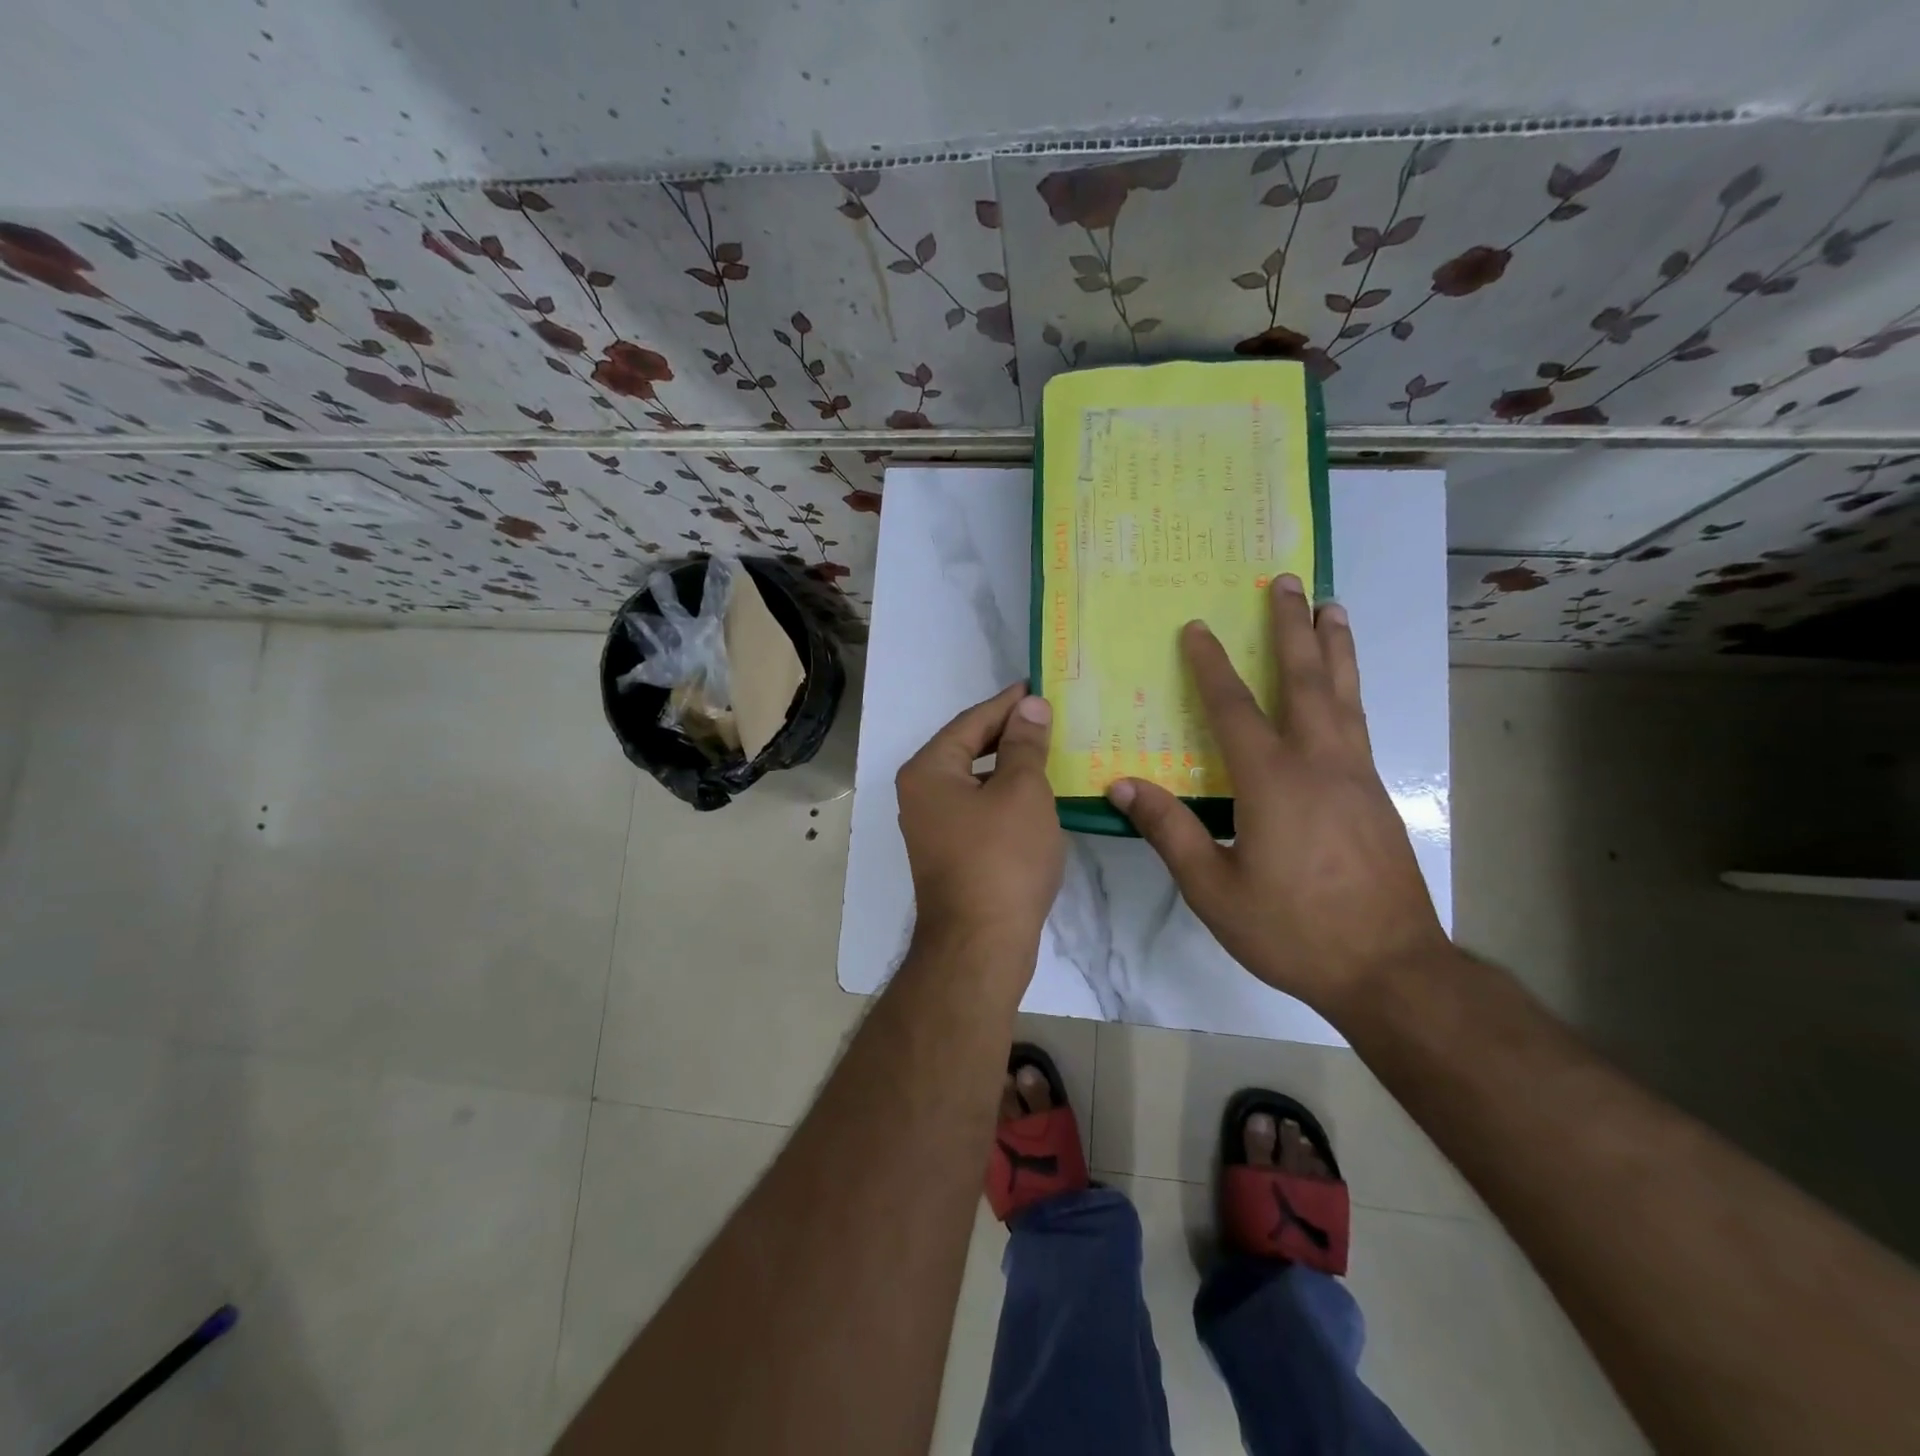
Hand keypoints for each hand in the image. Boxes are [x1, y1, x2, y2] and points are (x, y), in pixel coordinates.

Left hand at [896, 683, 1064, 960]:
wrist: (981, 943)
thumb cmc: (1002, 858)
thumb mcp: (1022, 791)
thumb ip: (1025, 744)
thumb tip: (1029, 706)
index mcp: (928, 770)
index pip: (971, 721)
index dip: (1007, 703)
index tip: (1038, 687)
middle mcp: (920, 794)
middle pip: (967, 749)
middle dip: (1008, 733)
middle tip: (1048, 717)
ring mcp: (932, 827)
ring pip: (974, 781)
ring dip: (1008, 766)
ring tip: (1047, 751)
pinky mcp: (949, 854)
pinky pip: (978, 809)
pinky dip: (1004, 797)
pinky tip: (1035, 797)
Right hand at [1107, 577, 1447, 1018]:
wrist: (1390, 969)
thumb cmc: (1293, 930)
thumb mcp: (1214, 890)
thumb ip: (1170, 832)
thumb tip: (1123, 785)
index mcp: (1273, 781)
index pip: (1235, 708)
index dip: (1212, 665)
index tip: (1197, 628)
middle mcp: (1319, 763)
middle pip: (1305, 680)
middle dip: (1292, 627)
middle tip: (1288, 581)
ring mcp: (1355, 776)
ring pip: (1344, 695)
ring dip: (1334, 647)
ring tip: (1332, 607)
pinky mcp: (1376, 795)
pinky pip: (1358, 723)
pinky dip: (1349, 689)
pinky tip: (1344, 690)